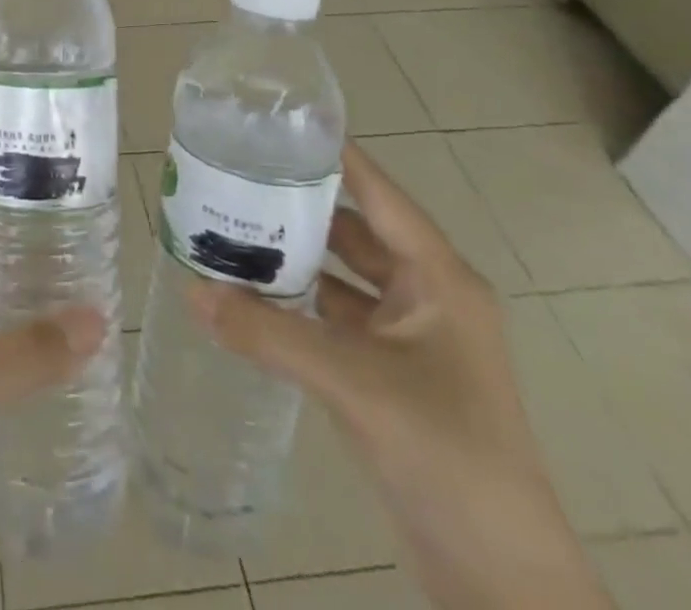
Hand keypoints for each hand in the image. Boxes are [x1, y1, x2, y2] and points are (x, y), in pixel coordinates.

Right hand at [191, 141, 610, 609]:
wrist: (499, 577)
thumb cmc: (446, 452)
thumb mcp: (354, 382)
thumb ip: (269, 333)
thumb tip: (191, 288)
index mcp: (438, 279)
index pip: (378, 194)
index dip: (334, 157)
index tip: (278, 127)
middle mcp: (426, 297)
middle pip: (354, 233)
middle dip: (299, 209)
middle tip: (236, 179)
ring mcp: (410, 340)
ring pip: (342, 279)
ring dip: (295, 260)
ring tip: (231, 229)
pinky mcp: (390, 376)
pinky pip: (336, 321)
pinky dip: (298, 306)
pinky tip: (251, 296)